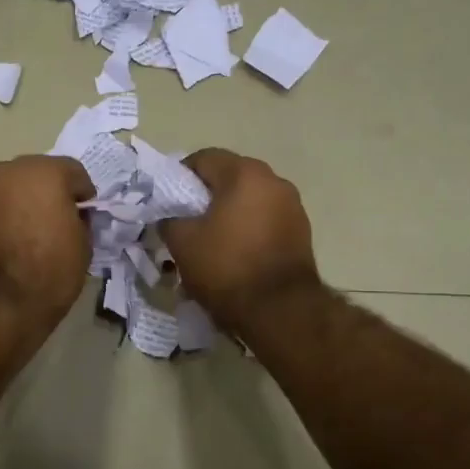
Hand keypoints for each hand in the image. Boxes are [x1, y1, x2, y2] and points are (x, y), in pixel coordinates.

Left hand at [0, 154, 95, 345]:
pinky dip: (1, 216)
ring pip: (11, 188)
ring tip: (29, 233)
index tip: (85, 216)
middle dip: (49, 192)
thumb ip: (79, 219)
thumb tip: (70, 216)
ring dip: (22, 202)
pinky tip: (8, 242)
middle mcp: (7, 171)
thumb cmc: (49, 273)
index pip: (73, 172)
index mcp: (44, 172)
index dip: (83, 195)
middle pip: (37, 174)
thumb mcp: (83, 245)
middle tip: (57, 221)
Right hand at [158, 149, 321, 332]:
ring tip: (211, 240)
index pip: (204, 158)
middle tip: (186, 221)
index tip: (168, 201)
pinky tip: (235, 253)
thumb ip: (169, 220)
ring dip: (228, 212)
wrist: (280, 310)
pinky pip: (265, 219)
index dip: (180, 176)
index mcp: (244, 173)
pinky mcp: (302, 231)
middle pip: (229, 177)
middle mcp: (274, 181)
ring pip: (249, 199)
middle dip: (205, 195)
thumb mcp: (182, 243)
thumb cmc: (226, 267)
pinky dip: (248, 228)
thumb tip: (169, 217)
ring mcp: (293, 206)